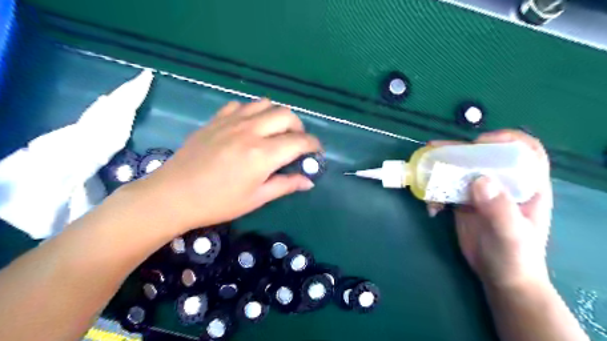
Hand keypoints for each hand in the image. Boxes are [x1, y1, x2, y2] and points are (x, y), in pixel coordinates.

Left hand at [132, 99, 321, 234]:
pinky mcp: (216, 119)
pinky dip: (252, 112)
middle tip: (296, 142)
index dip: (313, 145)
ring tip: (274, 131)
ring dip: (276, 116)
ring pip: (265, 103)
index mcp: (263, 154)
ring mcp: (231, 121)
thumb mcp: (256, 198)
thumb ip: (285, 185)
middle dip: (299, 127)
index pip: (300, 141)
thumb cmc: (218, 202)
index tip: (316, 152)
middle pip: (286, 114)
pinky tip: (248, 126)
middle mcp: (250, 131)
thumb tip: (309, 181)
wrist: (173, 195)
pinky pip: (240, 105)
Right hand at [428, 130, 553, 290]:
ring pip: (461, 170)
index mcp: (527, 186)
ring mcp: (481, 192)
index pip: (524, 151)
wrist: (500, 277)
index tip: (479, 144)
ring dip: (441, 169)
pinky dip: (435, 193)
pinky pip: (447, 188)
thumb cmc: (515, 257)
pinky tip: (432, 208)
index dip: (505, 140)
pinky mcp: (464, 202)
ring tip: (423, 171)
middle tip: (435, 150)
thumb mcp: (511, 234)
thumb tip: (479, 180)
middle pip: (483, 156)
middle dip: (459, 150)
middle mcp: (503, 184)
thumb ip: (499, 208)